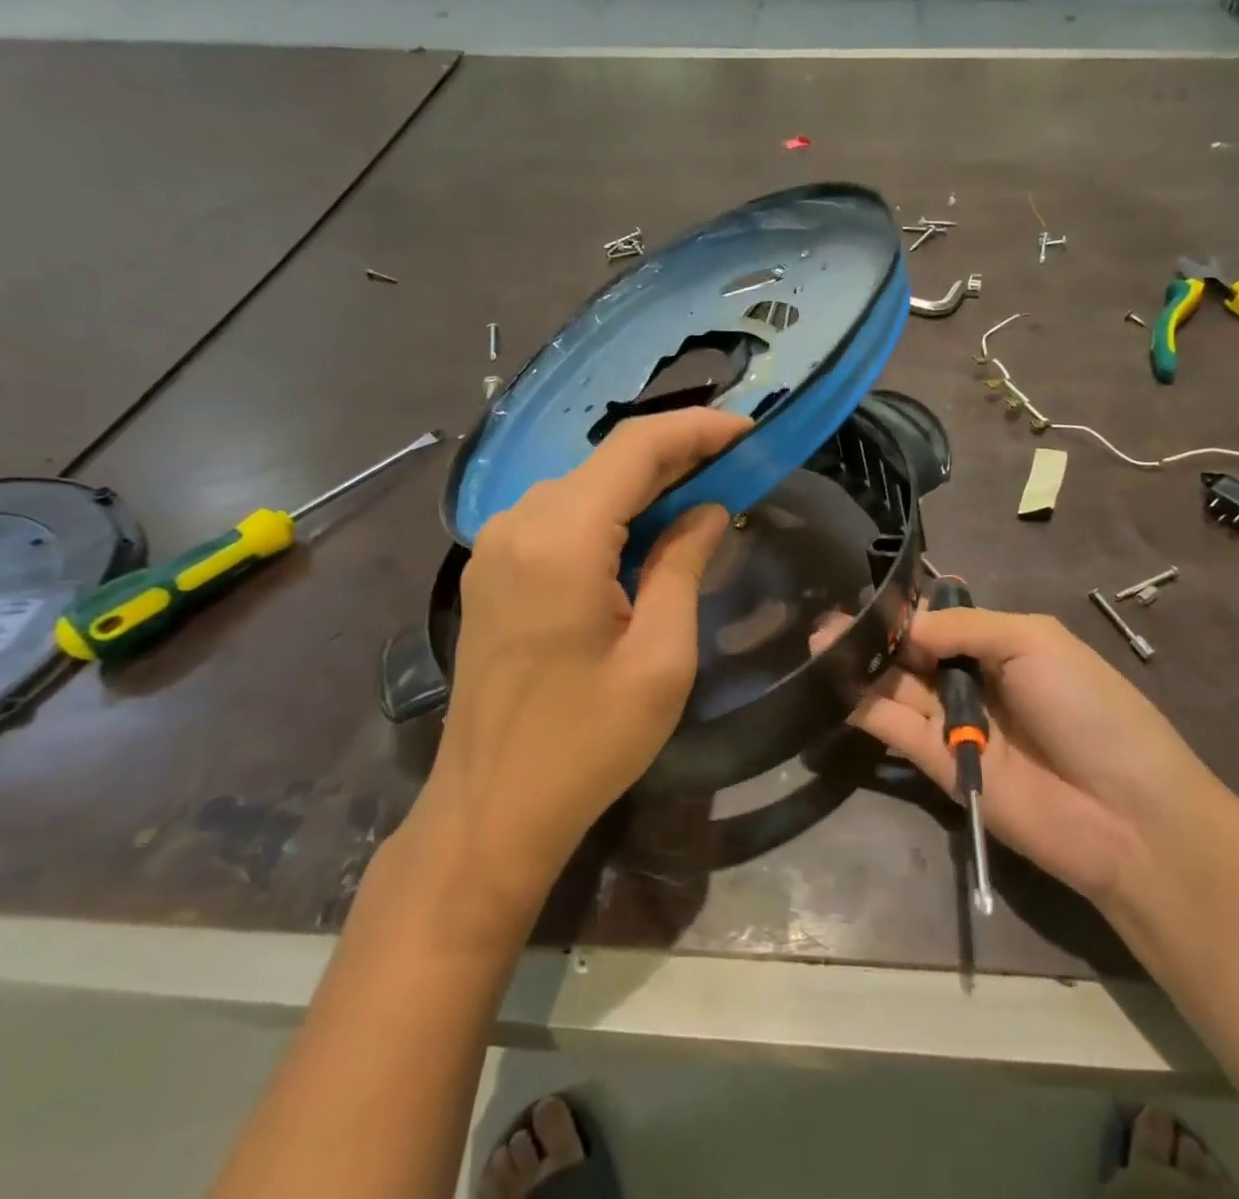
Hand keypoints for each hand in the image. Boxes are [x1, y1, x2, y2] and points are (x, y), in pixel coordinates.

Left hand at [401, 409, 748, 917]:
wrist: (489, 810)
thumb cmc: (586, 744)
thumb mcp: (660, 658)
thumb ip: (683, 566)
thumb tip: (707, 509)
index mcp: (561, 538)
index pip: (636, 448)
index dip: (697, 429)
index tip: (748, 429)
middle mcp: (519, 522)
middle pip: (608, 461)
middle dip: (676, 455)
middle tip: (737, 465)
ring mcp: (497, 544)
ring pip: (584, 486)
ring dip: (643, 485)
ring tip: (702, 496)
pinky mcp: (492, 569)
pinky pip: (559, 517)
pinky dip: (609, 512)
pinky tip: (645, 534)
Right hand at [836, 606, 1216, 908]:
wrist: (1124, 814)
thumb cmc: (1089, 709)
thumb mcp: (1034, 642)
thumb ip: (964, 626)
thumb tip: (906, 628)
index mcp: (1002, 645)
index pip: (940, 620)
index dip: (905, 610)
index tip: (863, 596)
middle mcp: (973, 681)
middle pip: (912, 653)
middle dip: (873, 635)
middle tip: (825, 621)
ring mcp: (953, 724)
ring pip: (895, 687)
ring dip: (858, 666)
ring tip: (817, 643)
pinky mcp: (936, 764)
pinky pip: (893, 727)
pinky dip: (863, 705)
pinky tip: (832, 681)